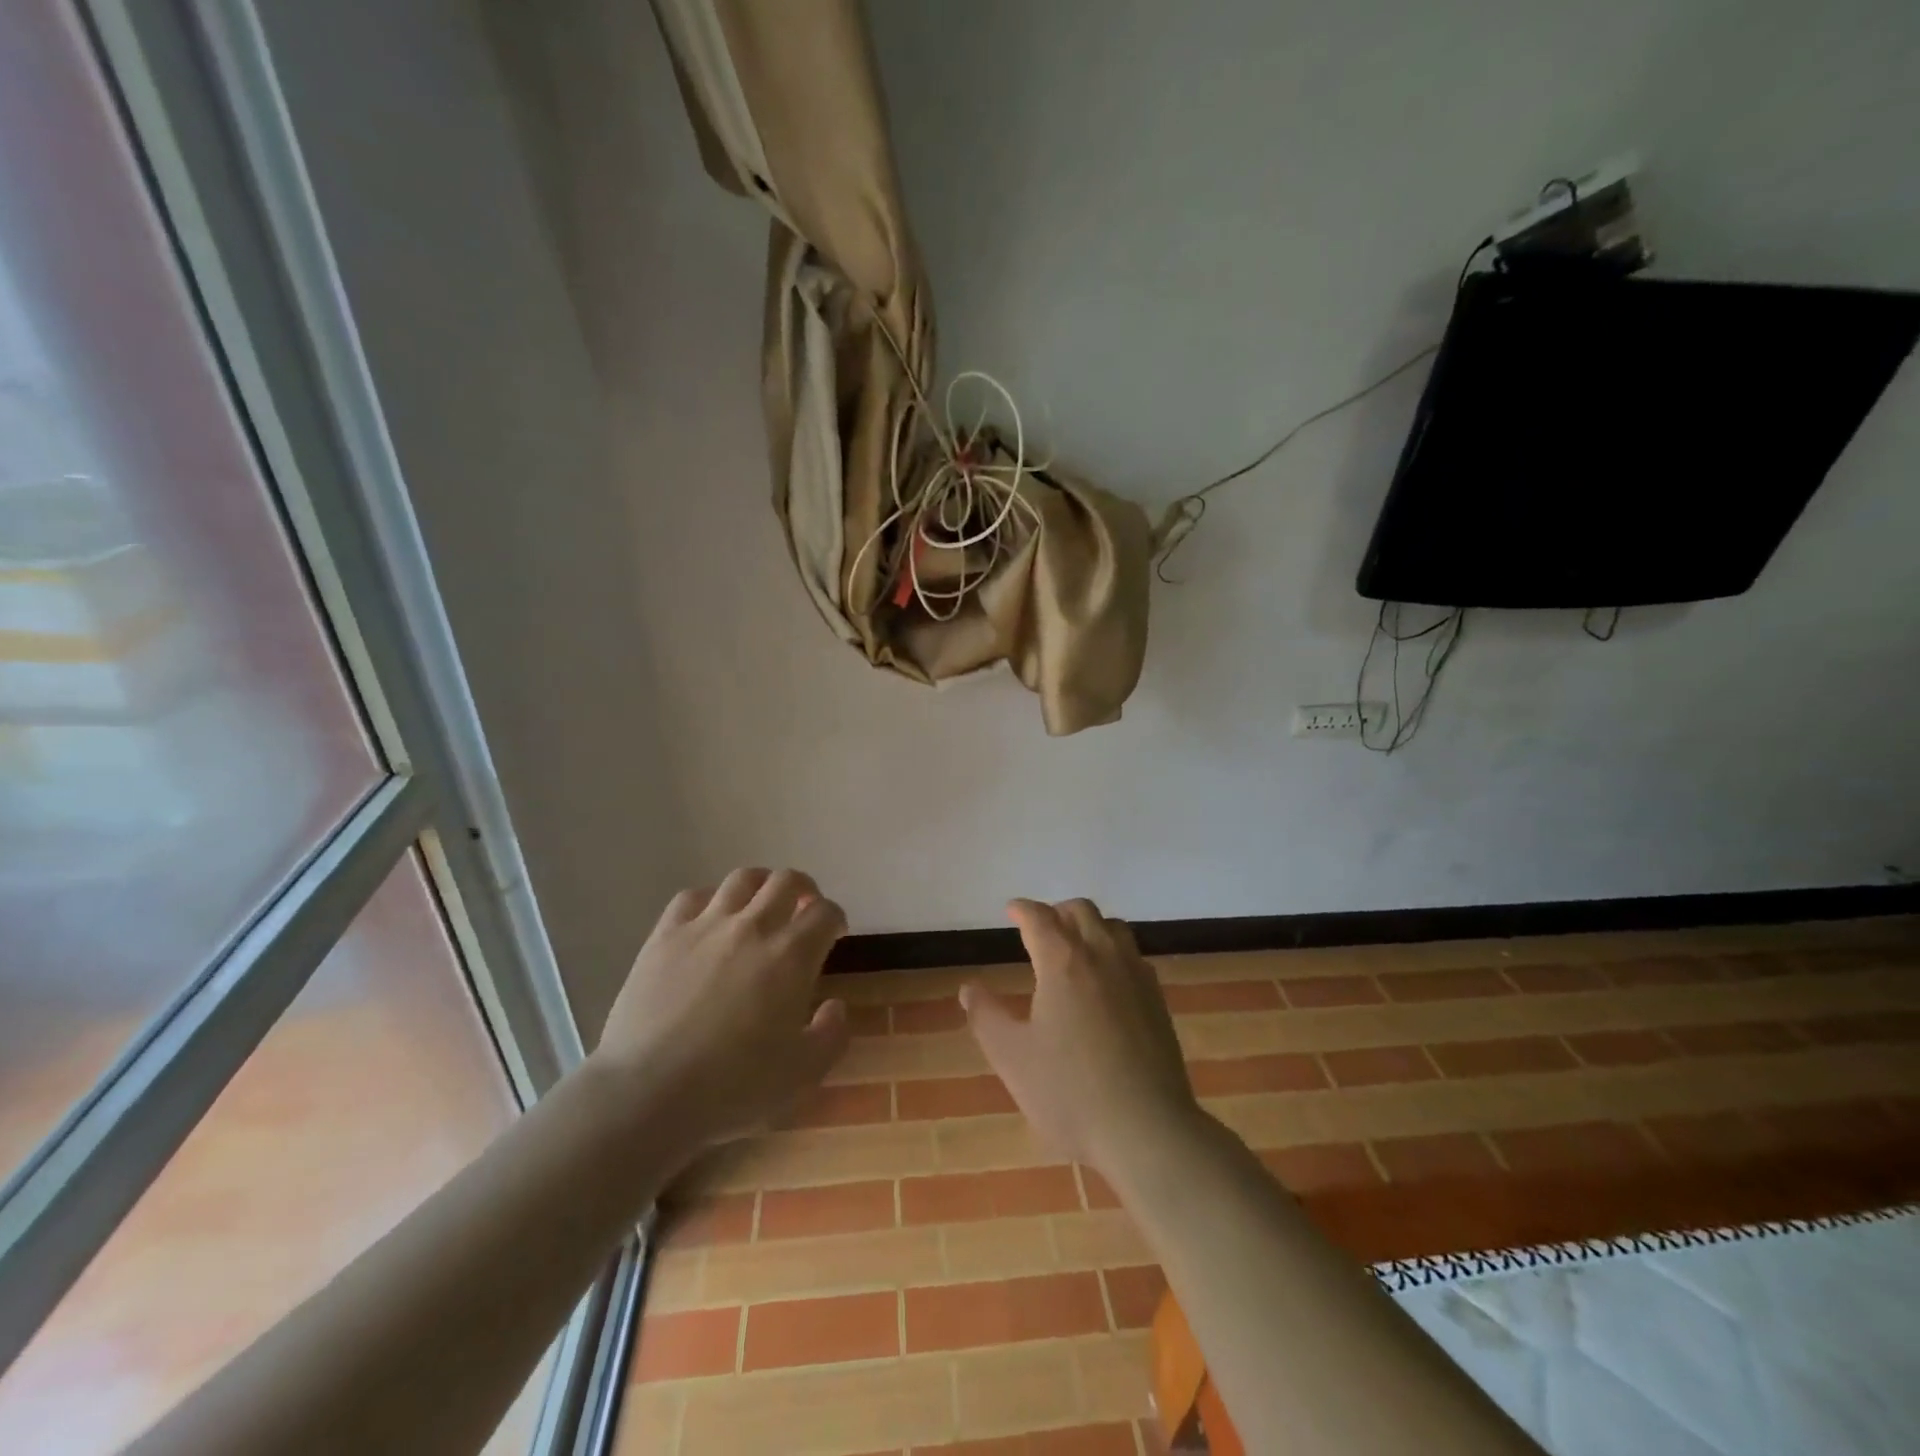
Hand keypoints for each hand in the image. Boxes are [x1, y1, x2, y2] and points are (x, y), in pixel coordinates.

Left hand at [589, 868, 850, 1153]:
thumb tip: (835, 1006)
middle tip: (804, 909)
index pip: (825, 913)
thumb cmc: (733, 1086)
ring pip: (742, 879)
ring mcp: (705, 926)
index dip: (835, 918)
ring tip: (761, 904)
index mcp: (792, 955)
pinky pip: (692, 896)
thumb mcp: (803, 1074)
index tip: (834, 933)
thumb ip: (831, 1035)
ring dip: (761, 885)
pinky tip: (710, 918)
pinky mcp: (664, 936)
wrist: (648, 1093)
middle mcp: (752, 927)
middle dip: (804, 889)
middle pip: (787, 881)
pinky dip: (710, 899)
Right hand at [963, 897, 1199, 1179]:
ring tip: (1074, 947)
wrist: (1147, 1129)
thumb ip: (986, 1017)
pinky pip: (1133, 954)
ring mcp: (1136, 976)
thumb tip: (969, 987)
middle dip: (1057, 911)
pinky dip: (1113, 950)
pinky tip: (1107, 979)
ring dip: (1089, 926)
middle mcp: (1103, 956)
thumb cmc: (1070, 1093)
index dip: (1023, 909)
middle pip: (1081, 911)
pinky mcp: (1158, 999)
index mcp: (1063, 962)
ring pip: (1113, 928)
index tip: (1011, 910)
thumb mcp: (1012, 1058)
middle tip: (1040, 928)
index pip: (1040, 918)